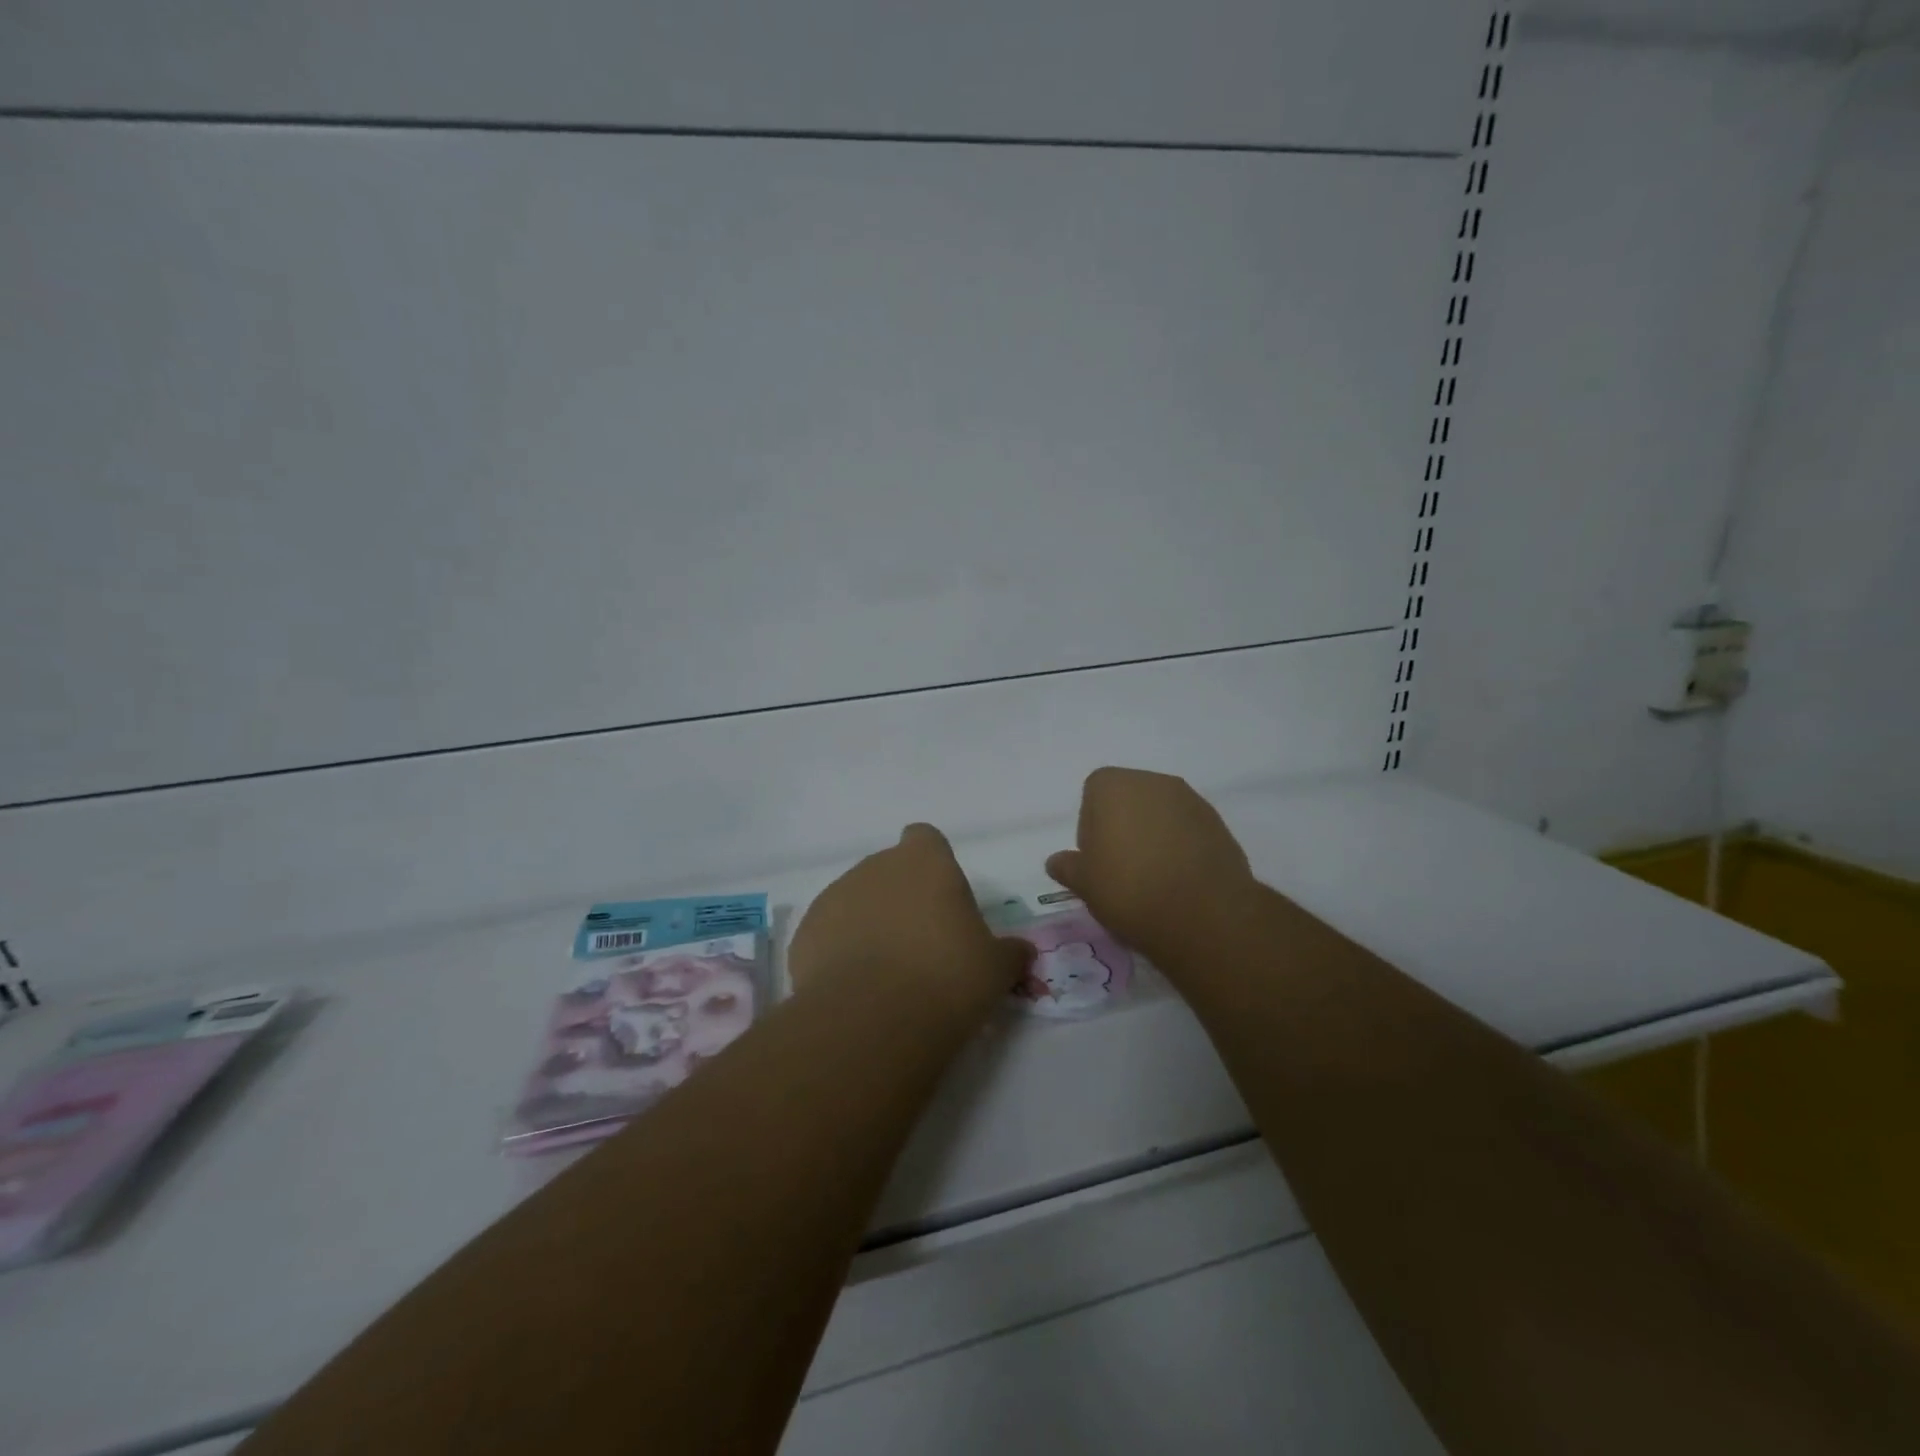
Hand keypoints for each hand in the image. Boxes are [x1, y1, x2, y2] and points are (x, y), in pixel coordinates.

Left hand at [790, 823, 1033, 1019]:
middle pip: (889, 870)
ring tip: (886, 974)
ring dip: (869, 923)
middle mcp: (875, 866)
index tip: (942, 898)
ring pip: (856, 900)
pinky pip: (829, 934)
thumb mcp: (997, 968)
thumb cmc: (947, 977)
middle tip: (921, 943)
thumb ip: (1010, 952)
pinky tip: (856, 989)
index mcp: (924, 861)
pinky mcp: (804, 933)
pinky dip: (840, 952)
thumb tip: (1021, 952)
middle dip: (901, 897)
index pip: (925, 838)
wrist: (873, 1020)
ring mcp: (834, 897)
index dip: (933, 863)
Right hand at [1046, 767, 1257, 960]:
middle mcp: (1153, 781)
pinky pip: (1187, 830)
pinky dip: (1180, 847)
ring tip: (1152, 879)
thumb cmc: (1130, 889)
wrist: (1204, 914)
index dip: (1090, 826)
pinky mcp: (1218, 824)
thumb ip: (1068, 867)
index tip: (1096, 859)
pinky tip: (1178, 881)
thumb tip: (1056, 861)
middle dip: (1122, 827)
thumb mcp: (1084, 884)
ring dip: (1153, 836)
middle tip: (1121, 869)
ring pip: (1159, 814)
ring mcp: (1190, 800)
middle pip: (1128, 799)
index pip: (1092, 794)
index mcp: (1114, 785)